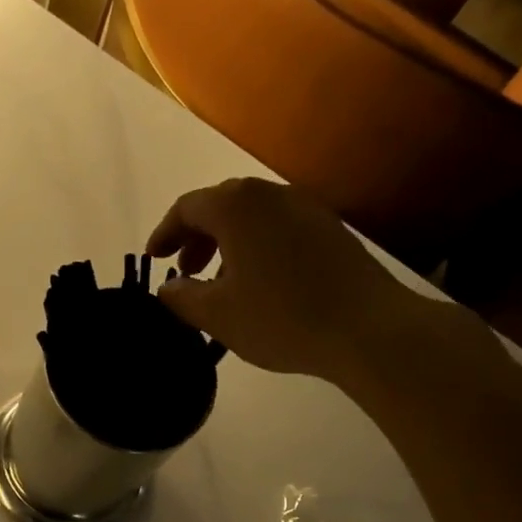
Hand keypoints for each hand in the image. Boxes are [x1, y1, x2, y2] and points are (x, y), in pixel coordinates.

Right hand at [145, 178, 411, 384]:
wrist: (367, 327)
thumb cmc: (281, 317)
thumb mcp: (218, 315)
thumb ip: (182, 297)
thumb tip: (167, 288)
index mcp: (236, 206)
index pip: (186, 208)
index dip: (164, 233)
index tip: (154, 259)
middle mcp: (270, 194)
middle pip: (221, 206)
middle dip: (196, 237)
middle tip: (186, 272)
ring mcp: (306, 208)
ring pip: (253, 217)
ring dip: (228, 244)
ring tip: (222, 282)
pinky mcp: (331, 229)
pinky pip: (280, 228)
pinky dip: (258, 247)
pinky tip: (262, 283)